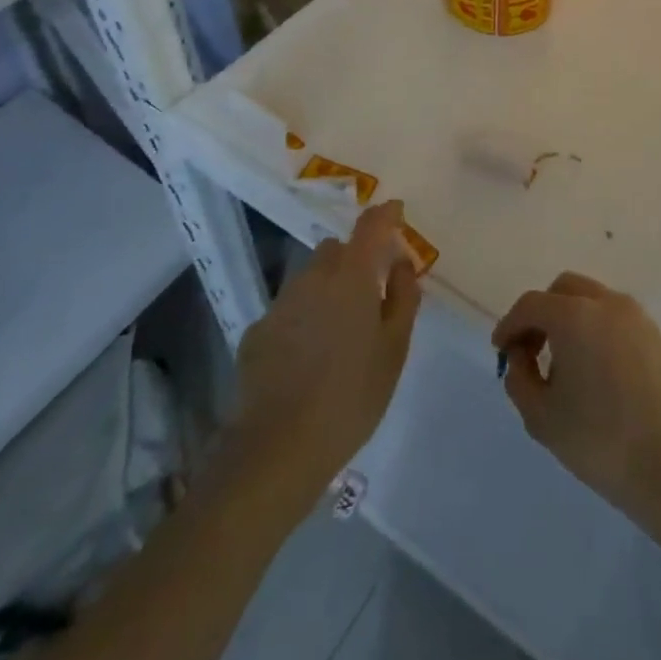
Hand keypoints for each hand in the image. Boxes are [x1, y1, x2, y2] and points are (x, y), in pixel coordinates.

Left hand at [229, 201, 422, 495]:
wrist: (278, 448)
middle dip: (354, 259)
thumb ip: (403, 298)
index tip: (396, 211)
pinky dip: (302, 319)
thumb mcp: (394, 349)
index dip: (385, 214)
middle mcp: (313, 277)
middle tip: (369, 293)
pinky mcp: (256, 331)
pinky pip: (288, 310)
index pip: (371, 226)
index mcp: (351, 276)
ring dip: (327, 289)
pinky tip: (307, 357)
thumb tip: (401, 263)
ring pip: (309, 278)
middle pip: (336, 250)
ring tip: (338, 332)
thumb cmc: (352, 396)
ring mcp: (280, 303)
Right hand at [492, 273, 660, 526]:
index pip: (531, 305)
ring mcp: (637, 318)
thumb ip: (519, 378)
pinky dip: (598, 331)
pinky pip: (617, 320)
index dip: (510, 324)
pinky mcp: (658, 337)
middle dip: (542, 313)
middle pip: (564, 289)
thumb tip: (521, 357)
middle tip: (532, 350)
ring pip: (593, 300)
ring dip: (572, 319)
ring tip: (566, 364)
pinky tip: (598, 372)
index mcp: (575, 316)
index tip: (501, 350)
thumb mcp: (542, 418)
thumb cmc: (600, 442)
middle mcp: (607, 304)